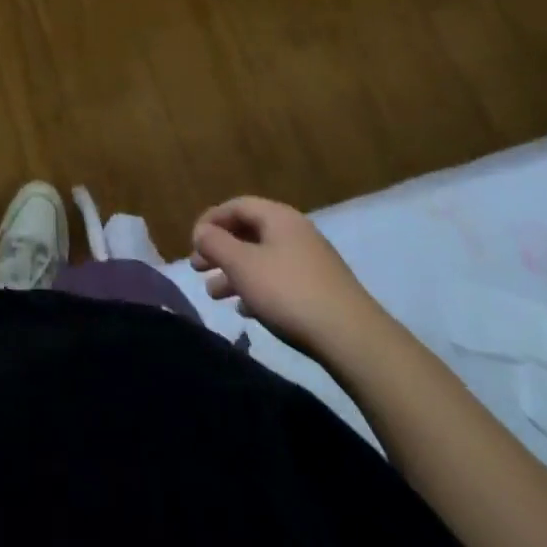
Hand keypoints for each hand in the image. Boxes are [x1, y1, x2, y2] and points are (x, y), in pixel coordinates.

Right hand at [190, 198, 383, 356]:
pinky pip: (280, 281)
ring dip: (235, 273)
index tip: (192, 242)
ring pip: (262, 260)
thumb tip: (201, 231)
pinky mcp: (321, 291)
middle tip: (197, 268)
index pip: (236, 206)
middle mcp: (296, 232)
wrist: (353, 340)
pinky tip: (246, 311)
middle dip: (220, 250)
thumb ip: (215, 243)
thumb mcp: (242, 265)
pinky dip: (258, 289)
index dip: (210, 220)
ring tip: (215, 295)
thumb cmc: (289, 292)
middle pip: (248, 233)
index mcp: (278, 217)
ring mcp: (312, 263)